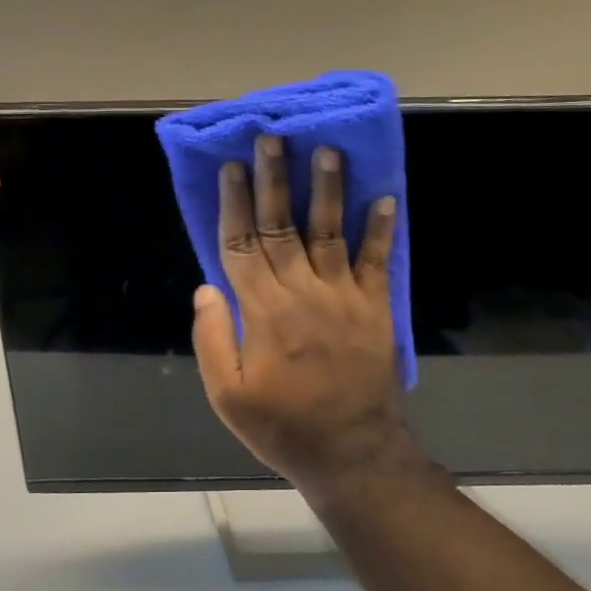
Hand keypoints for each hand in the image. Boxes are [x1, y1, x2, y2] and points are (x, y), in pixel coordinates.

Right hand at [191, 134, 422, 495]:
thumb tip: (204, 288)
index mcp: (262, 311)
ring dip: (327, 189)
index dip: (234, 204)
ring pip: (329, 232)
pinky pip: (378, 261)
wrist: (350, 452)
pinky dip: (382, 229)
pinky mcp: (375, 308)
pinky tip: (386, 196)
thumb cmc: (282, 425)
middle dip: (274, 179)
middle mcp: (301, 292)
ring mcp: (343, 296)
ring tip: (326, 149)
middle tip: (271, 138)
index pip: (241, 245)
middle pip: (282, 226)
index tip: (231, 167)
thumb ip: (213, 339)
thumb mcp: (228, 396)